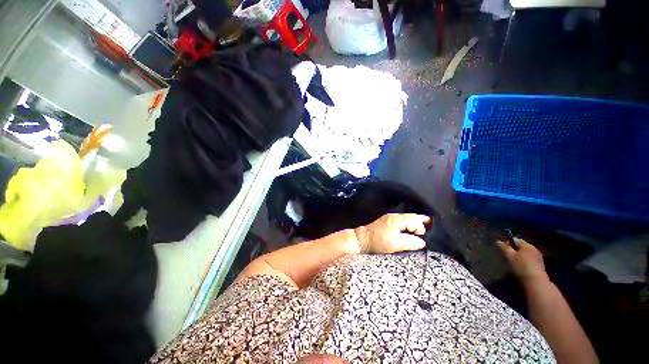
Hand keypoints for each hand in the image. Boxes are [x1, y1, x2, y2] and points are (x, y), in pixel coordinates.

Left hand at [354, 213, 430, 253]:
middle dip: (420, 222)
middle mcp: (394, 216)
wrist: (362, 239)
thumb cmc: (379, 242)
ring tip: (420, 231)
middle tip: (428, 229)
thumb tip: (422, 241)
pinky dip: (407, 224)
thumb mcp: (396, 244)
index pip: (415, 220)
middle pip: (411, 216)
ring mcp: (389, 217)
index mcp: (397, 219)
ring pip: (406, 218)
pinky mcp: (386, 221)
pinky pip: (401, 220)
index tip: (425, 235)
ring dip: (414, 223)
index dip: (422, 227)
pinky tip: (409, 229)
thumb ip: (411, 242)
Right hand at [497, 238, 548, 285]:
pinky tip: (520, 267)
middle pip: (521, 247)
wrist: (536, 282)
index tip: (501, 249)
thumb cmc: (521, 267)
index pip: (515, 240)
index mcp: (527, 245)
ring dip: (519, 256)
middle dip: (513, 250)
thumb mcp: (509, 256)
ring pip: (525, 253)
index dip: (507, 242)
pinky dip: (524, 261)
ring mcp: (538, 257)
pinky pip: (529, 259)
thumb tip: (498, 241)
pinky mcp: (540, 265)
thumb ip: (504, 247)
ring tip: (513, 262)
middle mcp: (534, 249)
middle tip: (506, 256)